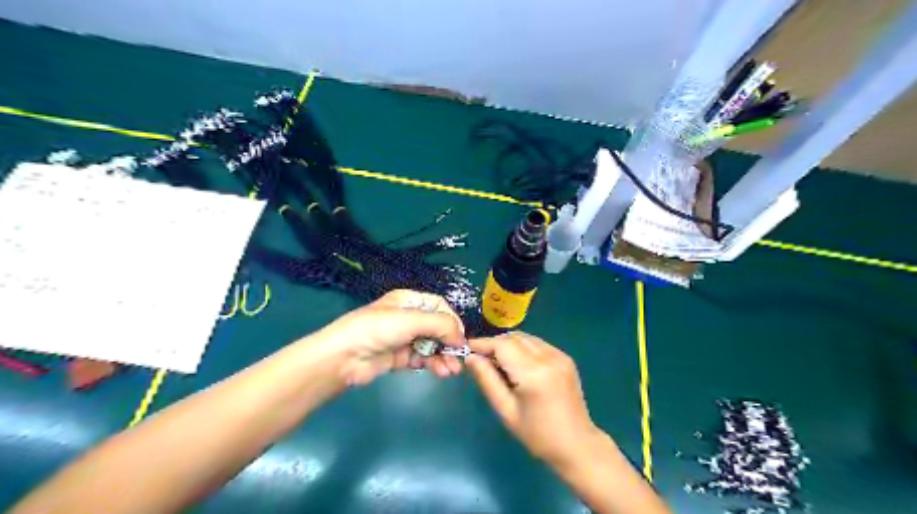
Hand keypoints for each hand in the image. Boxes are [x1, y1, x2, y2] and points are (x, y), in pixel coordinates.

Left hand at [315, 289, 468, 385]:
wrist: (344, 357)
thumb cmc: (378, 329)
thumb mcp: (411, 320)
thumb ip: (440, 325)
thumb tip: (462, 338)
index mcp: (408, 300)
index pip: (439, 306)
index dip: (452, 320)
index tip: (460, 337)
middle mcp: (408, 317)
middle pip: (437, 327)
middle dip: (450, 342)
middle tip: (460, 357)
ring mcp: (403, 338)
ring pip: (432, 345)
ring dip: (444, 356)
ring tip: (452, 370)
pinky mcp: (399, 357)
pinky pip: (422, 358)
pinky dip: (433, 364)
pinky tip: (441, 371)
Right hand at [467, 332, 602, 467]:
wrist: (577, 445)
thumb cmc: (538, 435)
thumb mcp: (506, 411)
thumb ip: (487, 380)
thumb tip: (471, 358)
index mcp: (533, 373)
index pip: (502, 345)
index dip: (483, 344)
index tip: (467, 349)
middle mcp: (548, 358)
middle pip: (514, 337)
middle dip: (494, 343)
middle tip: (480, 358)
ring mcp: (560, 355)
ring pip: (526, 338)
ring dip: (508, 344)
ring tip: (498, 362)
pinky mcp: (565, 358)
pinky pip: (538, 344)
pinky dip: (523, 347)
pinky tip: (518, 364)